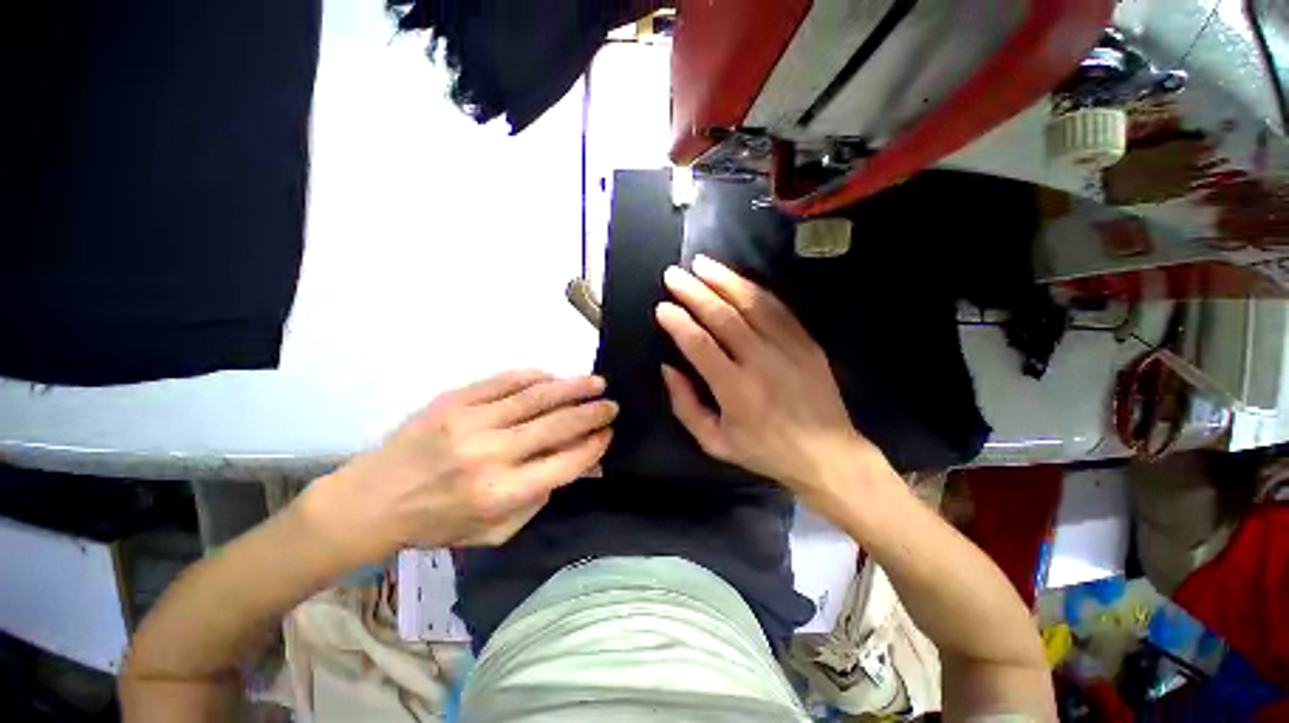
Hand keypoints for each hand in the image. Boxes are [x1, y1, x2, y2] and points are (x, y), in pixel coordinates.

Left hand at [298, 370, 615, 565]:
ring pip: (536, 397)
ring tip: (596, 382)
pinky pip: (504, 382)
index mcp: (502, 493)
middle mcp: (491, 454)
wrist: (372, 500)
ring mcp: (472, 422)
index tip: (608, 433)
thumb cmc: (437, 523)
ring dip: (572, 388)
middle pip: (557, 425)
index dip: (593, 446)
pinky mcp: (455, 400)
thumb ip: (539, 499)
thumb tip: (576, 465)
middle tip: (612, 404)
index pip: (565, 462)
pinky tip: (552, 377)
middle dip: (592, 413)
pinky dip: (534, 377)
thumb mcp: (494, 532)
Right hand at [656, 256, 885, 505]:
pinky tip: (736, 278)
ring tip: (701, 263)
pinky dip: (754, 289)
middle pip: (722, 316)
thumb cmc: (764, 451)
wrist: (827, 453)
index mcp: (735, 389)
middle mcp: (761, 361)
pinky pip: (777, 307)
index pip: (700, 345)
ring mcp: (788, 347)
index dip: (678, 323)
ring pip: (752, 303)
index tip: (662, 307)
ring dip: (723, 280)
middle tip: (673, 274)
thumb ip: (685, 405)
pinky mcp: (806, 341)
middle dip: (694, 292)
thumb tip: (668, 367)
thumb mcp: (714, 442)